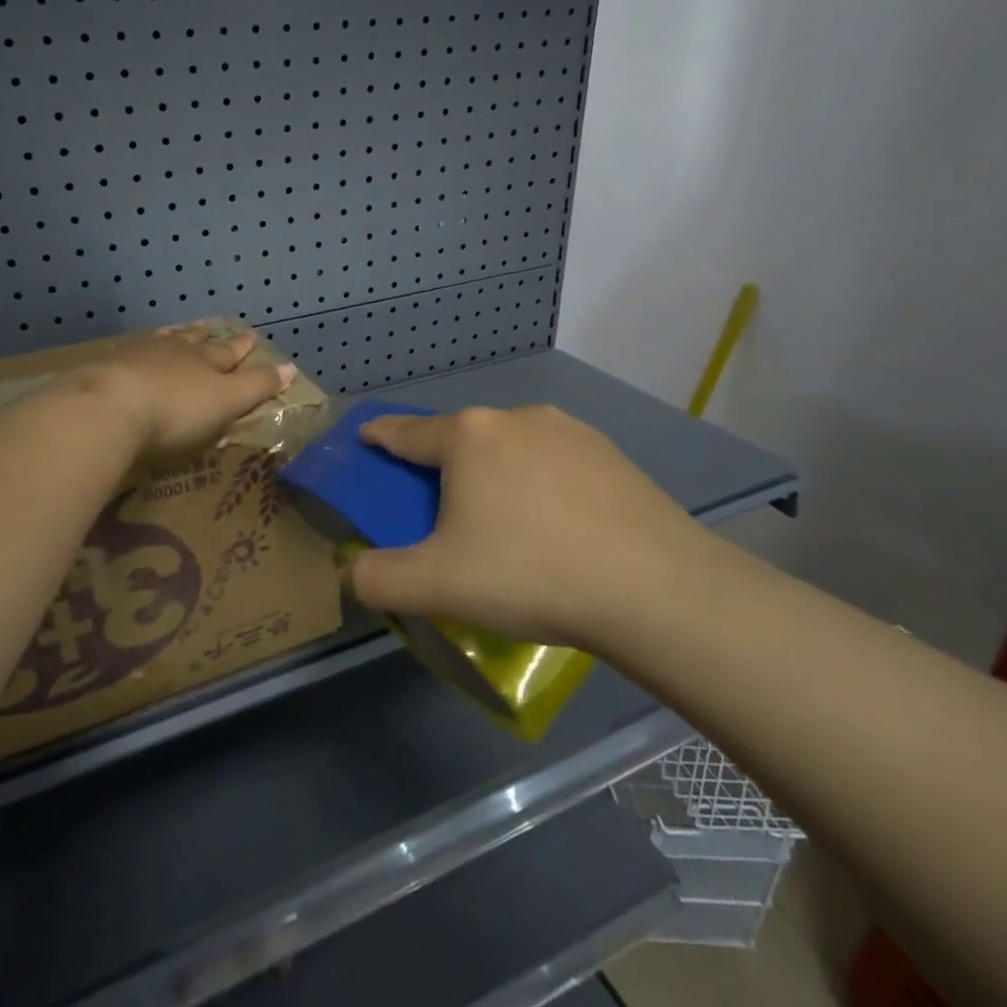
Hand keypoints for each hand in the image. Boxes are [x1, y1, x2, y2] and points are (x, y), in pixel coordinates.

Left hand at [78, 325, 296, 461]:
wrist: (109, 408)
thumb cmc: (177, 411)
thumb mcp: (227, 402)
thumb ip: (257, 386)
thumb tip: (290, 367)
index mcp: (206, 361)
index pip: (231, 352)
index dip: (243, 347)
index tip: (254, 337)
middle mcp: (174, 351)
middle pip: (194, 340)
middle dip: (207, 336)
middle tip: (212, 327)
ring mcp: (137, 356)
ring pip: (161, 342)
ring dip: (172, 337)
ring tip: (176, 332)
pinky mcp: (106, 368)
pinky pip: (128, 354)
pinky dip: (136, 353)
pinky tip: (131, 353)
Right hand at [348, 406, 735, 646]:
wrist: (654, 588)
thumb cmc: (529, 573)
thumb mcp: (435, 586)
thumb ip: (376, 579)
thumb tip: (352, 572)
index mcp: (467, 436)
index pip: (405, 431)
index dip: (379, 436)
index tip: (366, 438)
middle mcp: (515, 418)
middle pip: (459, 439)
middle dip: (441, 466)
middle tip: (440, 513)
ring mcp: (569, 431)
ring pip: (509, 448)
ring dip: (493, 474)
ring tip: (505, 525)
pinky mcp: (610, 453)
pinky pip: (553, 463)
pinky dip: (539, 484)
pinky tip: (555, 526)